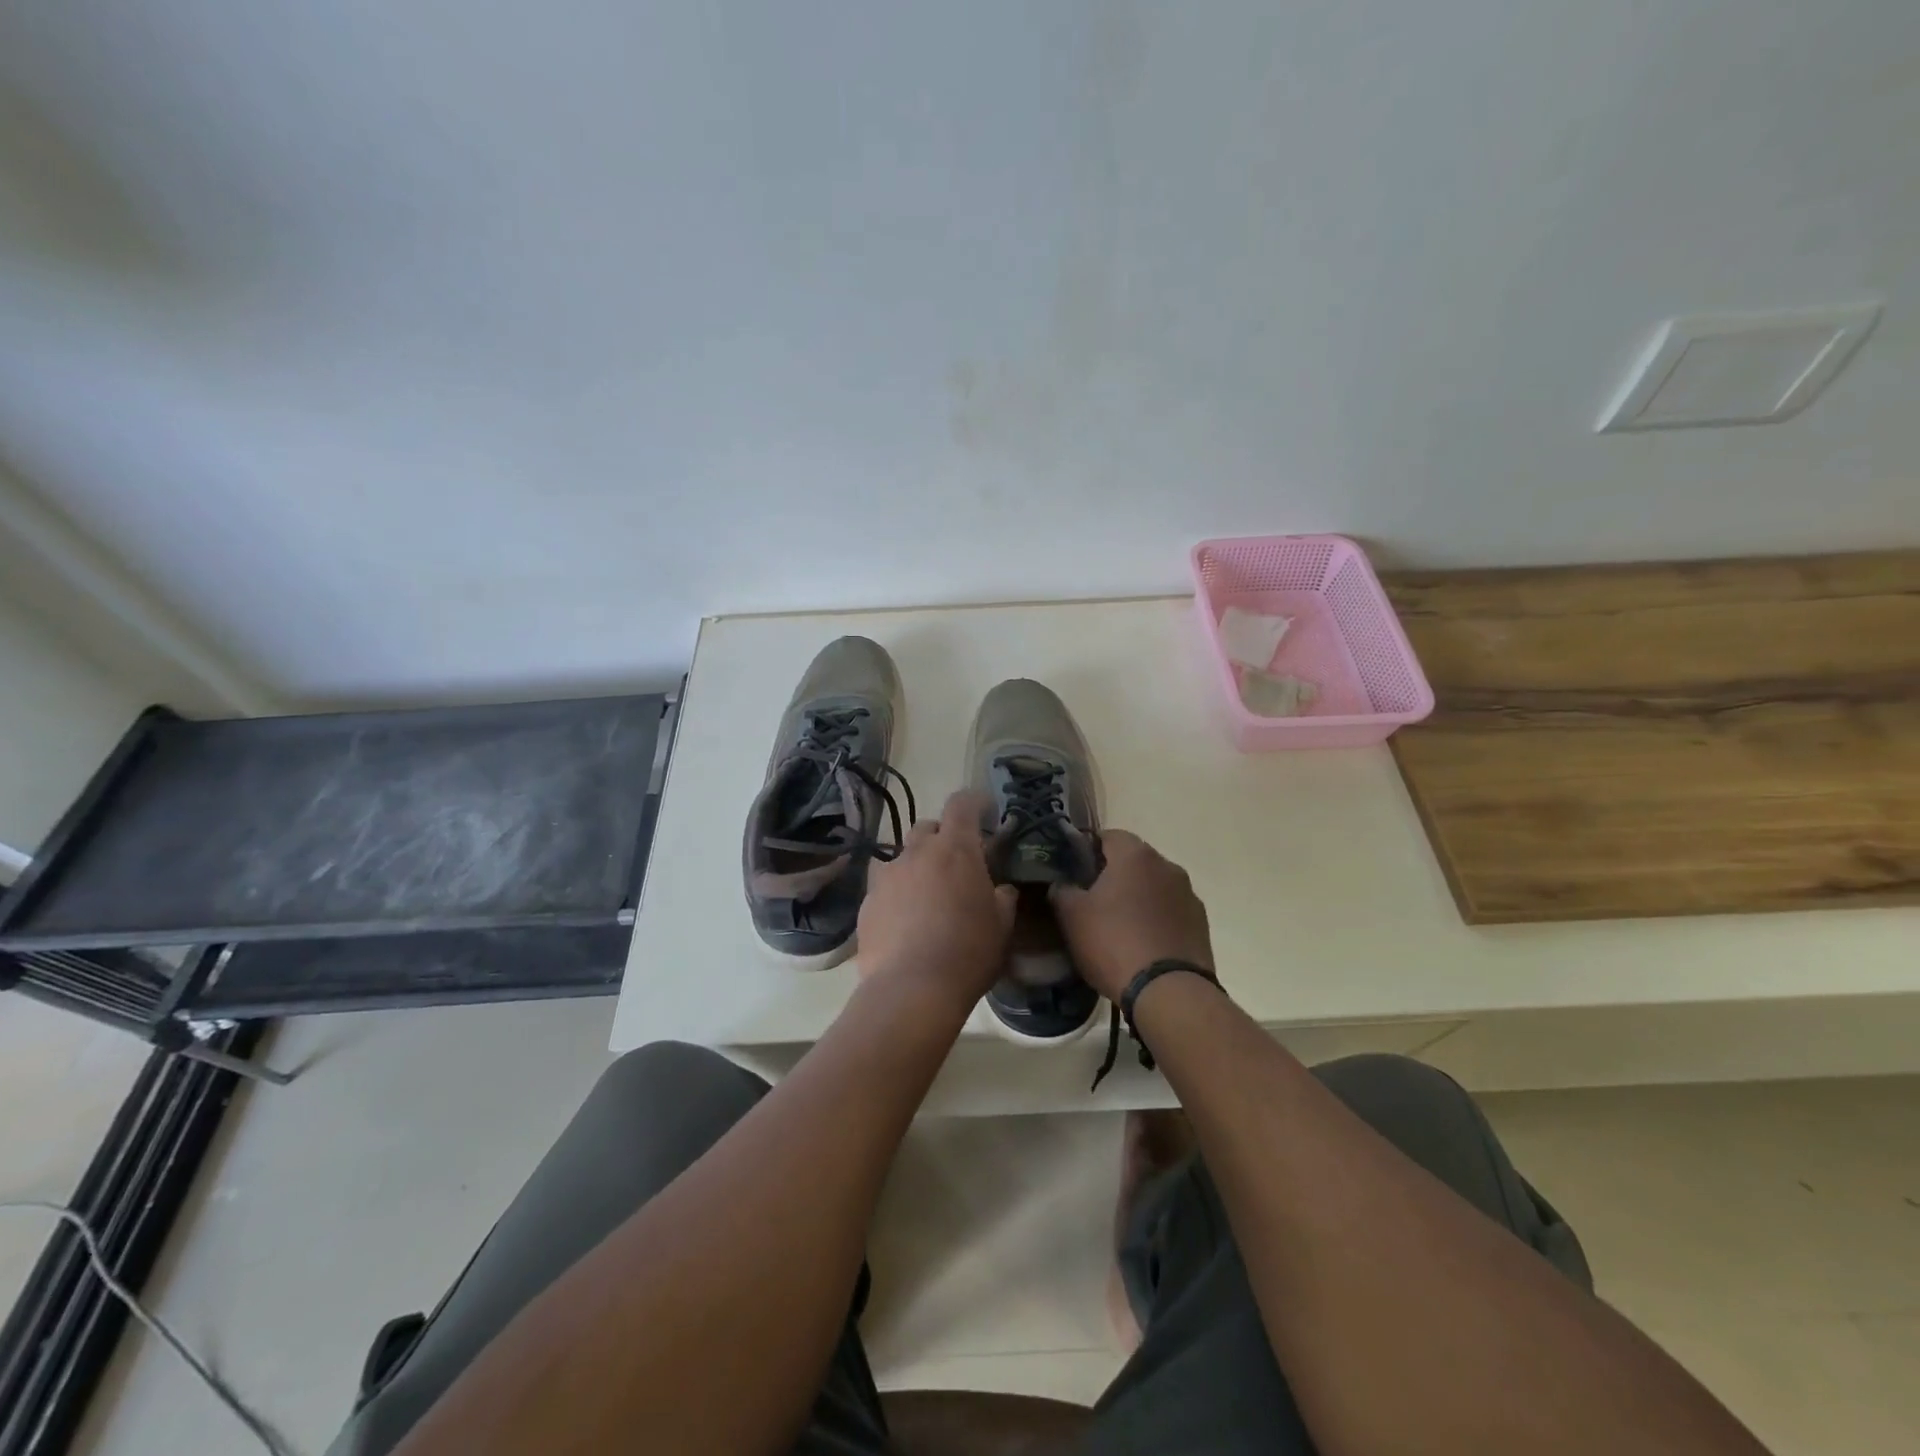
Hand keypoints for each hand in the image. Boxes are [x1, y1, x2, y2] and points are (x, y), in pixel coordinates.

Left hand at [857, 791, 1017, 1006]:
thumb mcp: (1002, 927)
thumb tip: (1002, 889)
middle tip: (957, 862)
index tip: (985, 811)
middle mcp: (917, 852)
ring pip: (904, 856)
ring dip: (918, 865)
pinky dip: (898, 892)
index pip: (962, 804)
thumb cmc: (968, 952)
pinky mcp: (867, 901)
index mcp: (956, 849)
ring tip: (928, 894)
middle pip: (929, 827)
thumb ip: (1003, 898)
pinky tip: (905, 919)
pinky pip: (885, 885)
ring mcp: (887, 875)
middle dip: (943, 837)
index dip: (975, 802)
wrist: (911, 989)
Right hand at [1050, 830, 1213, 1001]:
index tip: (1073, 872)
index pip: (1107, 836)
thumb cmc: (1114, 943)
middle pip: (1133, 861)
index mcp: (1135, 855)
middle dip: (1112, 875)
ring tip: (1118, 927)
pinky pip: (1170, 912)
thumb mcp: (1072, 916)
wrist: (1169, 992)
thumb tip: (1062, 884)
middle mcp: (1167, 866)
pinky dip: (1155, 920)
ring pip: (1153, 887)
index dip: (1087, 850)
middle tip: (1091, 901)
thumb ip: (1061, 890)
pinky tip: (1142, 944)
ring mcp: (1189, 895)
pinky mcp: (1201, 924)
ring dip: (1137, 898)